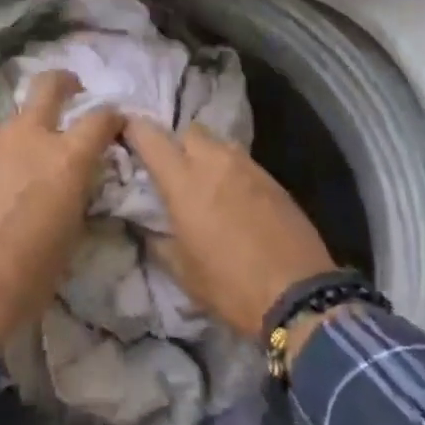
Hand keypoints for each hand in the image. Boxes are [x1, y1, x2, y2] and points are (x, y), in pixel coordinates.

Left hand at [0, 71, 121, 352]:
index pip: (100, 118)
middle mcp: (33, 137)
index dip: (113, 117)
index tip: (117, 123)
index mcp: (68, 156)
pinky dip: (12, 148)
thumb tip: (81, 179)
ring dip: (34, 120)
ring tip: (40, 144)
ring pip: (20, 114)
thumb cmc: (37, 266)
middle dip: (64, 81)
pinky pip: (0, 143)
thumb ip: (80, 189)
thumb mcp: (75, 227)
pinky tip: (13, 172)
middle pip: (48, 86)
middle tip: (74, 89)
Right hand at [123, 118, 336, 341]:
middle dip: (176, 142)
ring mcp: (247, 166)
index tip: (126, 135)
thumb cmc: (230, 286)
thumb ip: (158, 240)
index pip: (150, 136)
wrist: (299, 295)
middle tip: (173, 169)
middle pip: (189, 130)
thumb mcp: (182, 271)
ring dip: (206, 155)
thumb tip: (145, 226)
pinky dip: (231, 171)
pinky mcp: (272, 178)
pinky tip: (234, 197)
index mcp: (183, 180)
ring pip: (218, 143)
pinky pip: (242, 161)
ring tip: (206, 183)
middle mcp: (213, 161)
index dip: (134, 129)